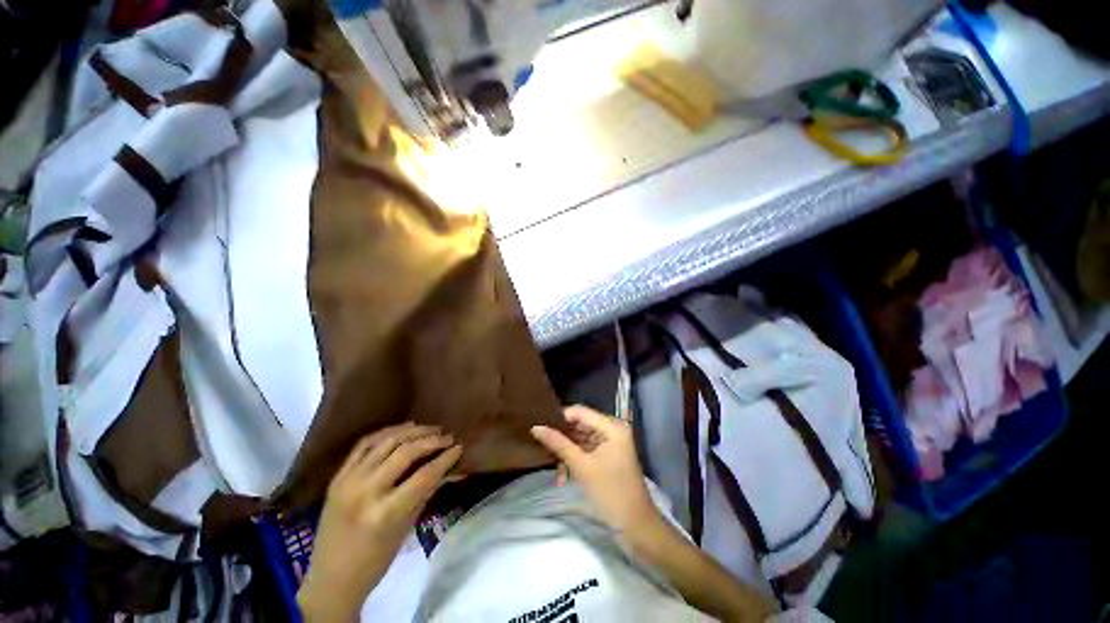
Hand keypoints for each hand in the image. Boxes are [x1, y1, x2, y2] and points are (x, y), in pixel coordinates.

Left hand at [298, 423, 461, 621]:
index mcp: (385, 513)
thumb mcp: (406, 529)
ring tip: (430, 430)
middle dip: (432, 441)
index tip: (459, 447)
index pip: (424, 475)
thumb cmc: (375, 561)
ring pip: (386, 441)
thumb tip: (447, 467)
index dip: (445, 458)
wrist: (330, 579)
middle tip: (448, 437)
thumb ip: (426, 493)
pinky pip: (364, 444)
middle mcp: (365, 491)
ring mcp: (348, 480)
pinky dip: (387, 433)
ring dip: (412, 432)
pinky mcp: (338, 476)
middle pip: (406, 452)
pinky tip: (404, 430)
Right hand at [530, 406, 662, 543]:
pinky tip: (564, 478)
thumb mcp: (582, 467)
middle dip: (562, 439)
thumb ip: (559, 444)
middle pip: (580, 425)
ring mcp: (611, 444)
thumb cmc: (610, 492)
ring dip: (567, 454)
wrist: (636, 527)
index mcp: (612, 426)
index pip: (580, 412)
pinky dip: (575, 461)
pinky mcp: (608, 457)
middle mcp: (612, 430)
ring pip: (581, 440)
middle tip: (543, 449)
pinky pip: (586, 451)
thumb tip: (536, 427)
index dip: (559, 418)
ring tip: (557, 472)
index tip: (540, 428)